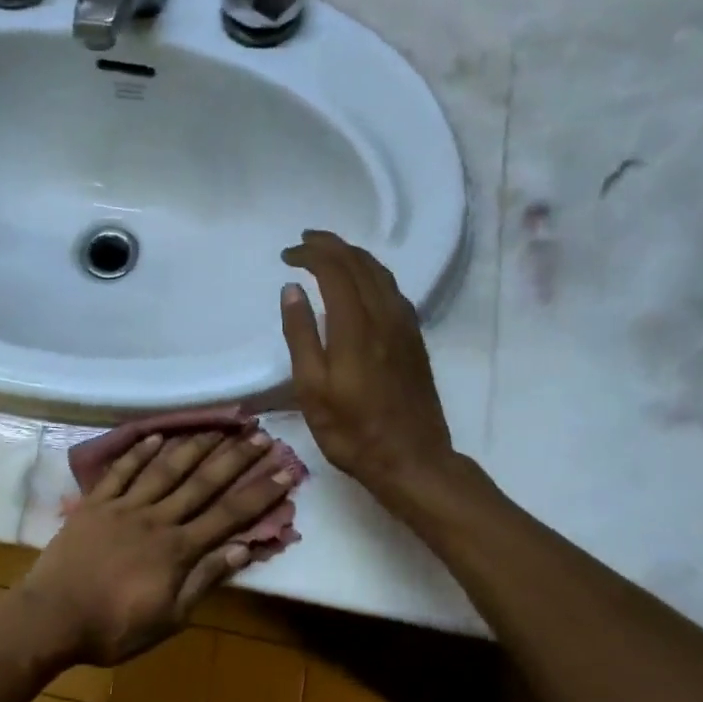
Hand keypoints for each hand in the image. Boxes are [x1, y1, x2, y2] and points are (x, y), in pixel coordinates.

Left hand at [23, 430, 296, 666]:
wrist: (52, 618)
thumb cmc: (113, 628)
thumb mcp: (169, 618)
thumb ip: (205, 580)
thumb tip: (244, 549)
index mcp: (178, 549)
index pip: (228, 516)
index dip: (259, 493)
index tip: (285, 471)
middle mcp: (156, 519)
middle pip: (202, 483)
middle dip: (234, 459)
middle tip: (260, 435)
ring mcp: (124, 507)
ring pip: (165, 469)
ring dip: (193, 446)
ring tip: (217, 426)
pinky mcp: (95, 504)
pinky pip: (121, 472)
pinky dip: (139, 452)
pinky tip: (157, 436)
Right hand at [280, 229, 459, 502]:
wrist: (412, 459)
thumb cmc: (352, 431)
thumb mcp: (312, 389)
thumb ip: (301, 335)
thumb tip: (292, 290)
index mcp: (356, 327)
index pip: (335, 270)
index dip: (311, 254)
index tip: (287, 254)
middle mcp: (385, 317)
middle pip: (361, 264)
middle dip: (332, 246)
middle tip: (305, 242)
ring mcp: (405, 327)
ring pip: (382, 274)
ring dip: (354, 256)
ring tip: (330, 254)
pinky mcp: (415, 340)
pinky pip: (394, 291)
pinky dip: (373, 275)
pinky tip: (362, 285)